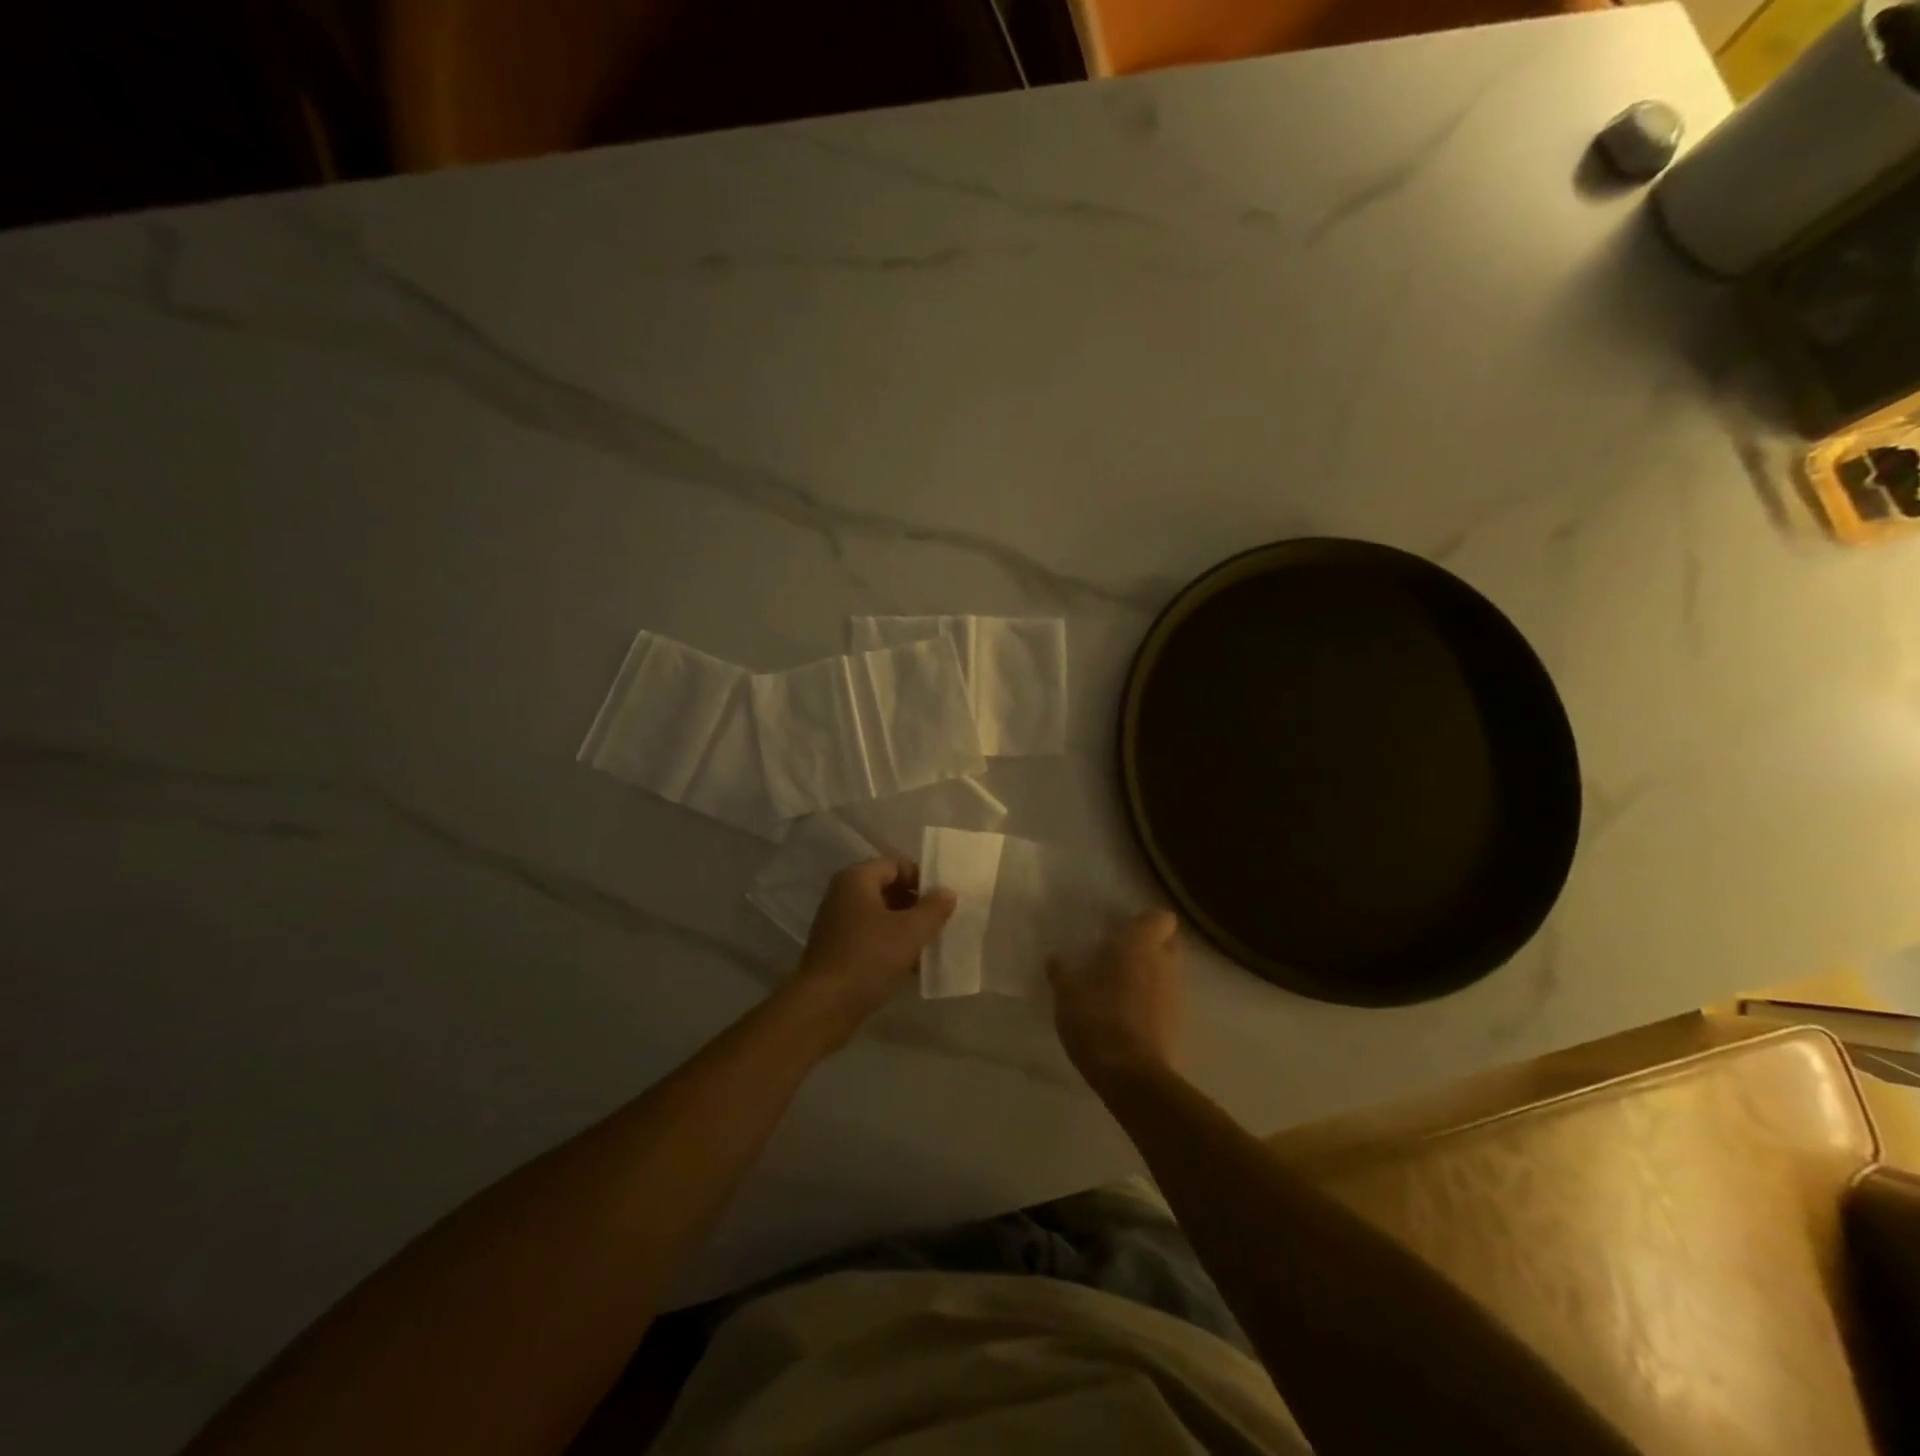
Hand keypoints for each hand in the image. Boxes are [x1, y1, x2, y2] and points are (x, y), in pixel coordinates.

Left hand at [796, 857, 956, 1039]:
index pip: (897, 864)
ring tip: (929, 946)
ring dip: (906, 927)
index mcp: (857, 879)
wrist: (824, 1006)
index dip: (923, 878)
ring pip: (880, 914)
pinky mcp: (836, 948)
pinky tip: (910, 965)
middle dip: (916, 904)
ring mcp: (837, 921)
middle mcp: (843, 894)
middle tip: (939, 923)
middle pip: (888, 887)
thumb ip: (934, 908)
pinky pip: (870, 935)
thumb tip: (947, 892)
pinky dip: (891, 943)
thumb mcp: (911, 932)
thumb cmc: (869, 958)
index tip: (943, 901)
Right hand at [1048, 909, 1182, 1091]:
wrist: (1130, 1075)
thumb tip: (1054, 959)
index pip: (1160, 918)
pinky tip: (1123, 1017)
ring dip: (1147, 977)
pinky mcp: (1177, 1025)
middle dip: (1147, 947)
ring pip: (1165, 974)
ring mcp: (1175, 995)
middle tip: (1115, 957)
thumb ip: (1062, 972)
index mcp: (1140, 944)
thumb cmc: (1096, 1018)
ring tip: (1115, 990)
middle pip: (1167, 944)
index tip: (1118, 931)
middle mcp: (1164, 963)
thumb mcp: (1066, 993)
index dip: (1143, 922)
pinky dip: (1148, 1004)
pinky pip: (1163, 1002)